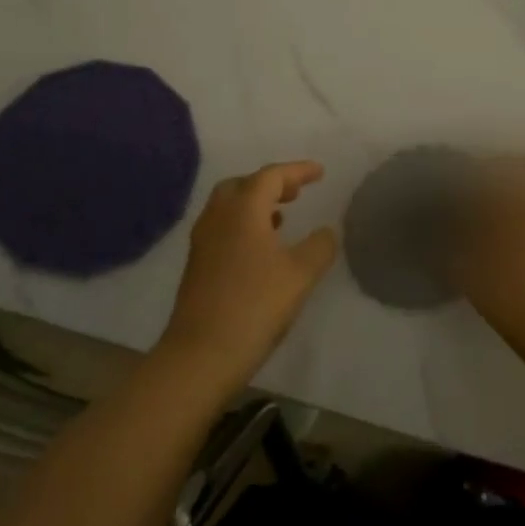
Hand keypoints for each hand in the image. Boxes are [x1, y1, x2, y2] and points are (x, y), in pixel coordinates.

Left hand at [158, 161, 337, 397]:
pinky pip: (223, 228)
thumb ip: (319, 247)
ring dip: (256, 204)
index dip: (297, 171)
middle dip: (271, 183)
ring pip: (229, 207)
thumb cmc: (255, 306)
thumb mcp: (300, 274)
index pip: (270, 177)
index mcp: (243, 210)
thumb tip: (327, 231)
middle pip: (243, 185)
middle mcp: (218, 218)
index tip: (320, 173)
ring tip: (282, 217)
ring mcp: (203, 242)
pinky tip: (261, 248)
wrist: (201, 354)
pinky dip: (244, 224)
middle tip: (296, 192)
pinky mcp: (197, 265)